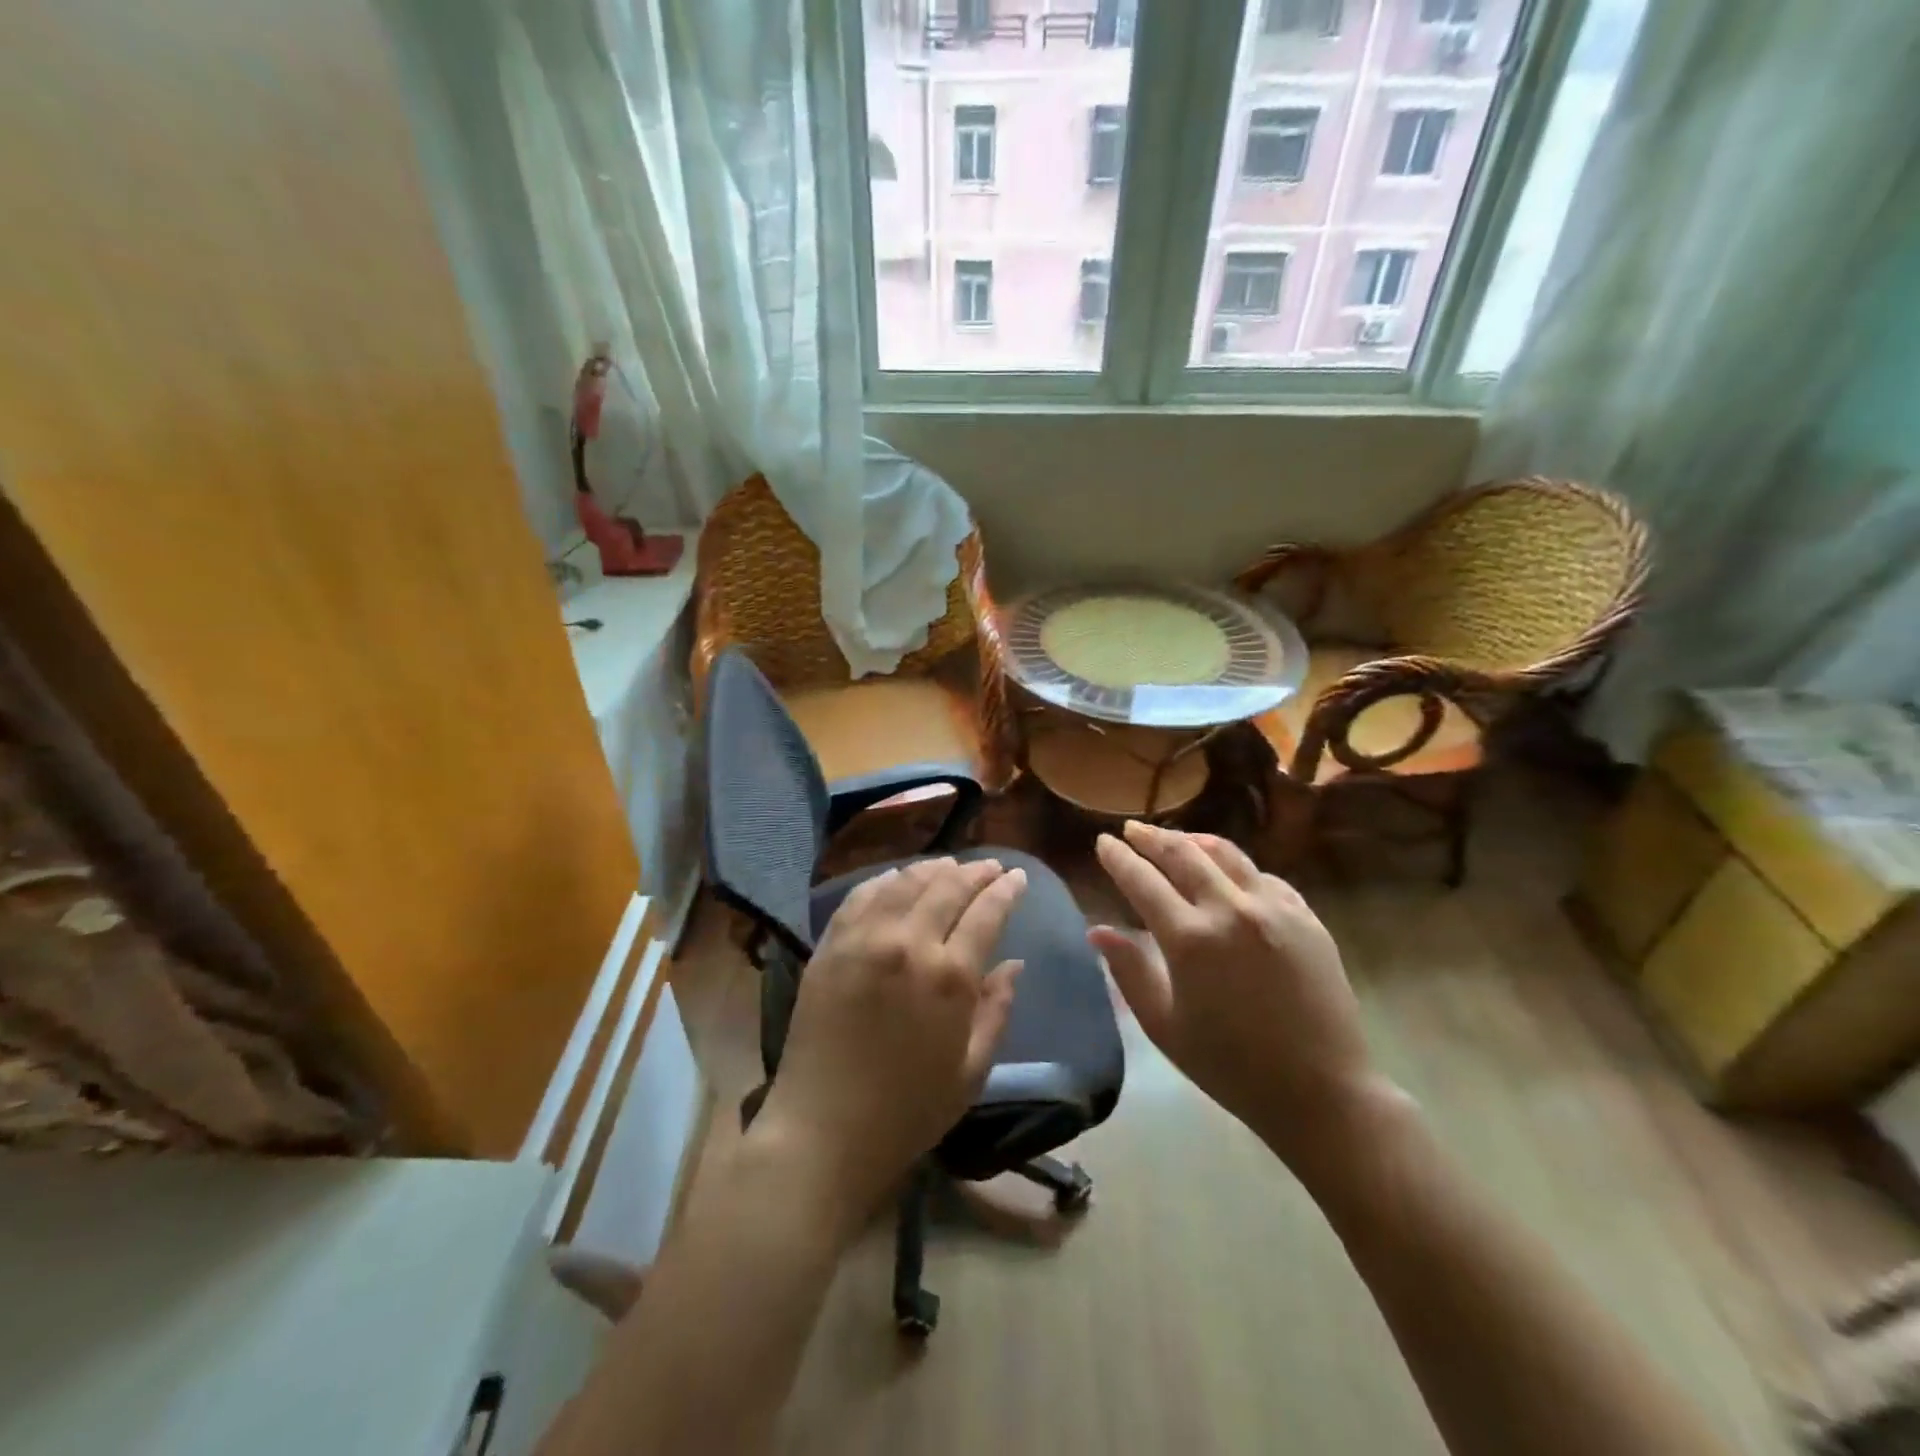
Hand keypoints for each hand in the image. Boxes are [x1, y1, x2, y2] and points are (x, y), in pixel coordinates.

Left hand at [754, 858, 1025, 1228]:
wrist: (823, 1131)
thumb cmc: (907, 1111)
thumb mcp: (971, 1072)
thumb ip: (997, 1011)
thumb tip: (1014, 965)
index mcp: (950, 977)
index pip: (986, 912)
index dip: (1005, 889)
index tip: (1017, 877)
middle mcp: (909, 944)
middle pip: (948, 887)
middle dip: (974, 871)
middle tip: (990, 867)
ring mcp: (864, 940)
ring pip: (905, 882)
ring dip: (933, 868)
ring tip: (949, 865)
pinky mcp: (831, 946)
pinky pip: (861, 896)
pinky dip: (885, 880)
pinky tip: (897, 877)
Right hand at [1090, 822, 1402, 1176]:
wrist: (1322, 1091)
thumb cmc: (1231, 1066)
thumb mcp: (1165, 1026)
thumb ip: (1129, 972)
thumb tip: (1098, 931)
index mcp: (1190, 939)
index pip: (1143, 881)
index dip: (1119, 858)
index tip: (1103, 842)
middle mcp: (1231, 910)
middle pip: (1183, 854)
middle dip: (1151, 838)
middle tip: (1131, 829)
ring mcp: (1274, 908)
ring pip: (1227, 854)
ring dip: (1194, 841)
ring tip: (1177, 839)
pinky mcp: (1307, 917)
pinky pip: (1264, 876)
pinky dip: (1237, 868)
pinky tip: (1230, 875)